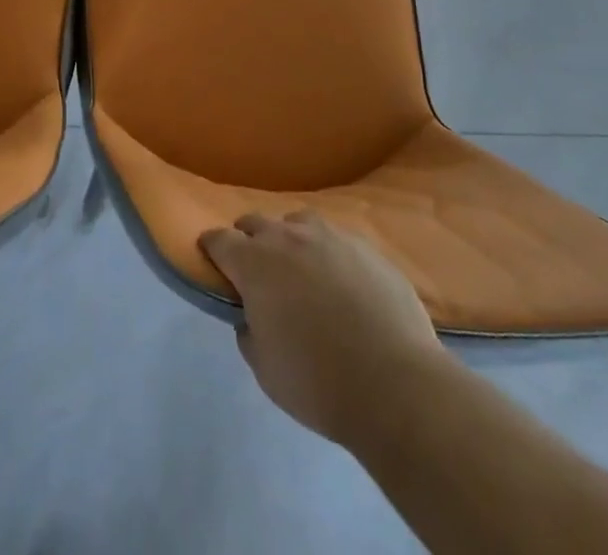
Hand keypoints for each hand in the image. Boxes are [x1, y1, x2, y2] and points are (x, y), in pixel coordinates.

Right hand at [199, 209, 444, 448]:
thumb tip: (250, 315)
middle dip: (249, 239)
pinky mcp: (367, 247)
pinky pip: (337, 240)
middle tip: (255, 268)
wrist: (396, 384)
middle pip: (256, 222)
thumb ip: (249, 332)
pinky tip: (341, 281)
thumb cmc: (318, 382)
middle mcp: (287, 237)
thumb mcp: (264, 369)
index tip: (211, 258)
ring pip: (298, 223)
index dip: (211, 248)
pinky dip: (329, 254)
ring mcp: (330, 237)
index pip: (219, 240)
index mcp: (254, 263)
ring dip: (290, 239)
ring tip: (300, 268)